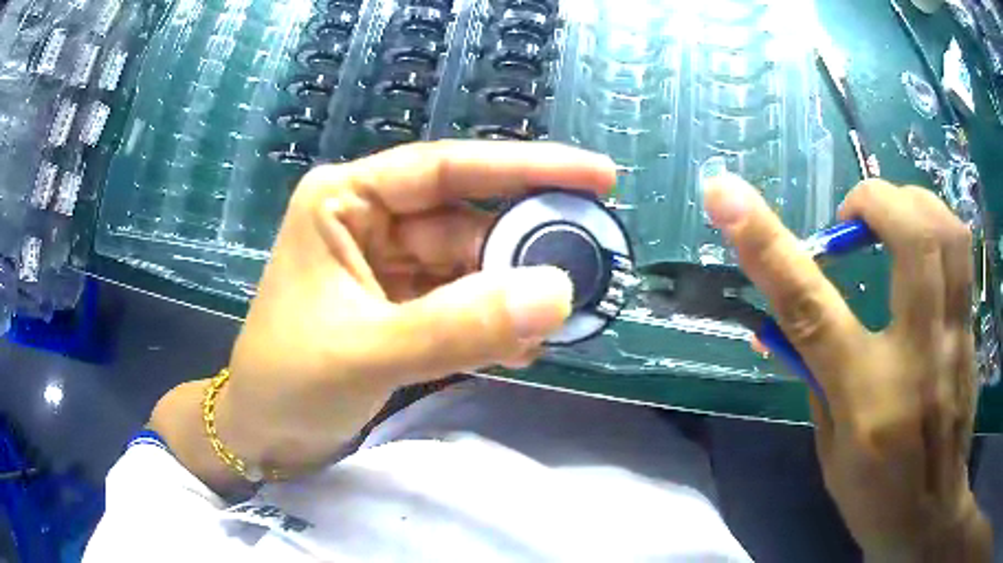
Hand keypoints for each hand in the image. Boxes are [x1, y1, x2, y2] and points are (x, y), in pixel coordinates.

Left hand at [206, 141, 613, 482]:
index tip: (599, 176)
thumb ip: (460, 324)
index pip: (447, 169)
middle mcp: (371, 221)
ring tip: (562, 320)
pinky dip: (493, 324)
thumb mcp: (367, 351)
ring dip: (513, 295)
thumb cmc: (288, 382)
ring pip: (471, 267)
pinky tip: (523, 347)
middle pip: (467, 221)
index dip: (527, 168)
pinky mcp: (401, 308)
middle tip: (590, 264)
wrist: (263, 436)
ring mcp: (388, 266)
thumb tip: (558, 294)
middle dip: (525, 248)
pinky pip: (461, 304)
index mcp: (346, 200)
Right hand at [704, 177, 989, 559]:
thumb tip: (785, 321)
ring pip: (947, 232)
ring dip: (910, 202)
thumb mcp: (830, 450)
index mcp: (865, 398)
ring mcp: (954, 339)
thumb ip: (816, 375)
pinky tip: (921, 246)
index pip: (810, 306)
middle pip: (911, 236)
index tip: (724, 194)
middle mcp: (918, 355)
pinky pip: (961, 256)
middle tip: (851, 218)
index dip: (765, 242)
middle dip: (873, 200)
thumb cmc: (875, 495)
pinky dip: (936, 229)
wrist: (930, 516)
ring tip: (887, 218)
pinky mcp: (972, 333)